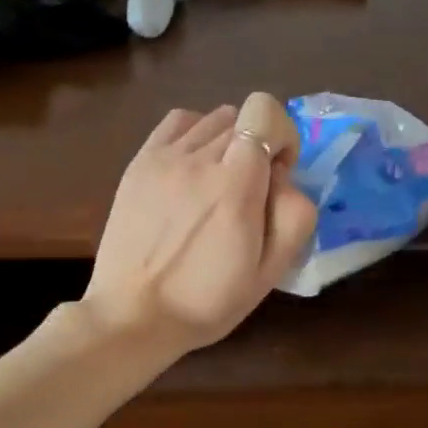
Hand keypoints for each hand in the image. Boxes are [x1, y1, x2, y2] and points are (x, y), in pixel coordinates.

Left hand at [82, 91, 315, 358]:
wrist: (134, 315)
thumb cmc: (207, 302)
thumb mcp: (269, 273)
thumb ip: (293, 215)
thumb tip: (282, 177)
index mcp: (235, 186)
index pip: (264, 112)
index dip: (282, 135)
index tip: (278, 173)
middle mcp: (198, 159)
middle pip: (240, 117)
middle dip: (257, 146)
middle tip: (249, 191)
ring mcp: (163, 158)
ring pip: (210, 119)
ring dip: (226, 141)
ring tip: (218, 182)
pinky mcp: (139, 163)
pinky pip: (177, 123)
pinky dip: (194, 134)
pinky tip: (192, 168)